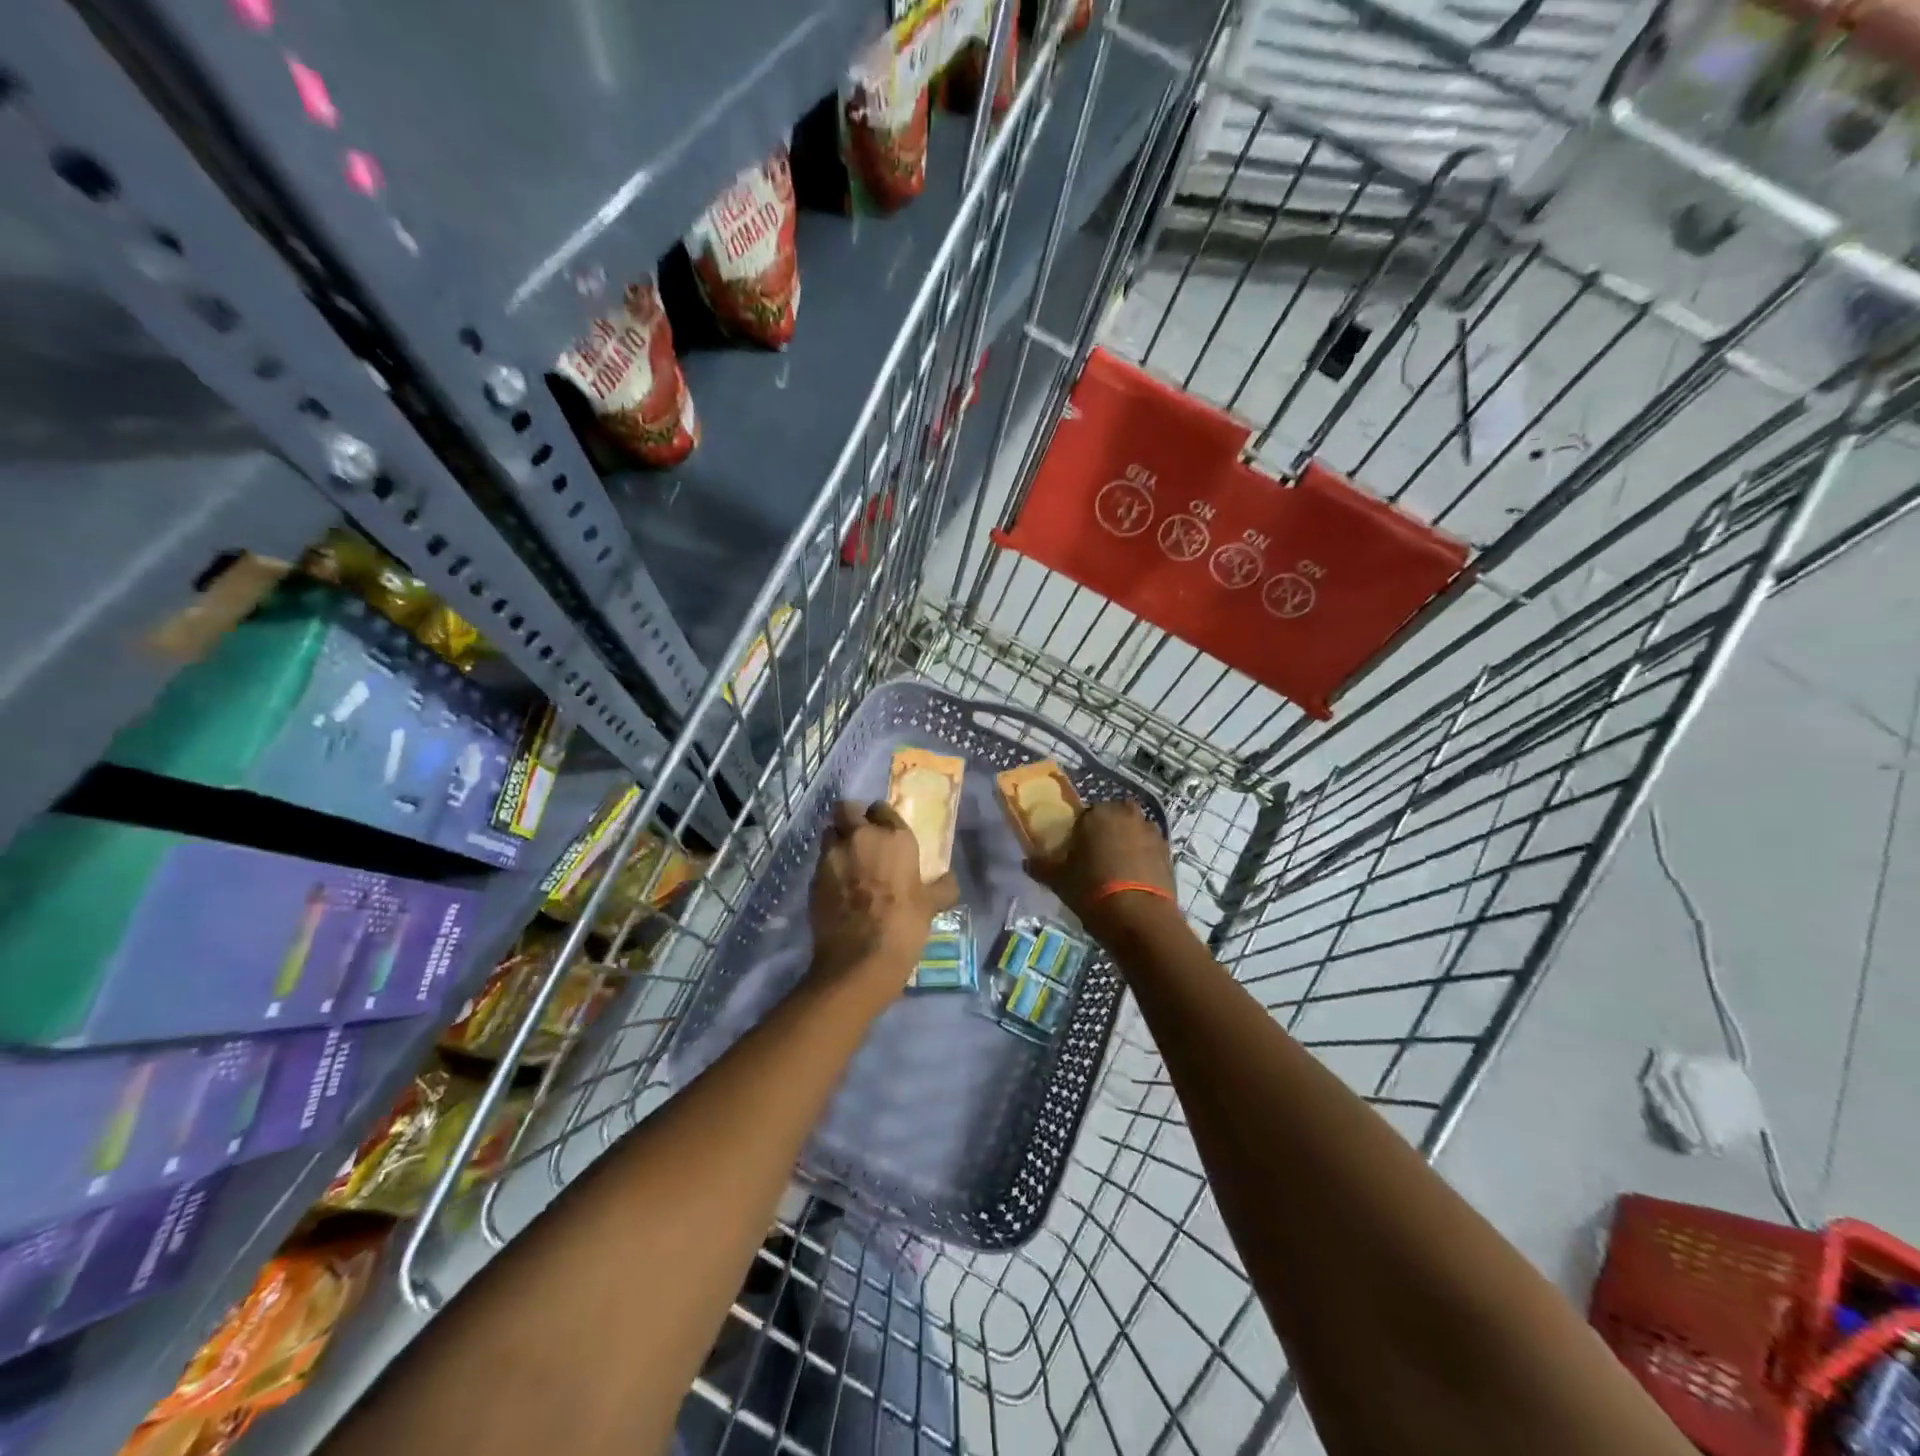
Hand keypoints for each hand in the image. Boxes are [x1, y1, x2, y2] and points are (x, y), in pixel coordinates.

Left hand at [810, 801, 958, 991]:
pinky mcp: (813, 876)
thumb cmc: (902, 926)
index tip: (884, 832)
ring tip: (847, 862)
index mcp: (893, 837)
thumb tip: (949, 880)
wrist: (859, 960)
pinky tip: (838, 887)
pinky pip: (821, 861)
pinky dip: (828, 867)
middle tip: (861, 839)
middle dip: (851, 818)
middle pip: (846, 809)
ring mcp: (832, 855)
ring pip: (830, 832)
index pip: (881, 808)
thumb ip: (941, 888)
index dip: (881, 818)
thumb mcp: (931, 906)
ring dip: (837, 841)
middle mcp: (860, 837)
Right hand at [1025, 799, 1177, 934]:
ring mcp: (1152, 832)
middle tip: (1096, 858)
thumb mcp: (1059, 880)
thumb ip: (1041, 866)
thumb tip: (1027, 861)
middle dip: (1107, 832)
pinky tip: (1134, 880)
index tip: (1075, 852)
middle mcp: (1127, 815)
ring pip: (1134, 831)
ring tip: (1117, 871)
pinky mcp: (1168, 853)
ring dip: (1127, 843)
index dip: (1079, 832)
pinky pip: (1149, 849)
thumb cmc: (1092, 890)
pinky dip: (1143, 858)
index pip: (1084, 814)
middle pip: (1113, 818)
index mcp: (1098, 813)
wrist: (1140, 918)